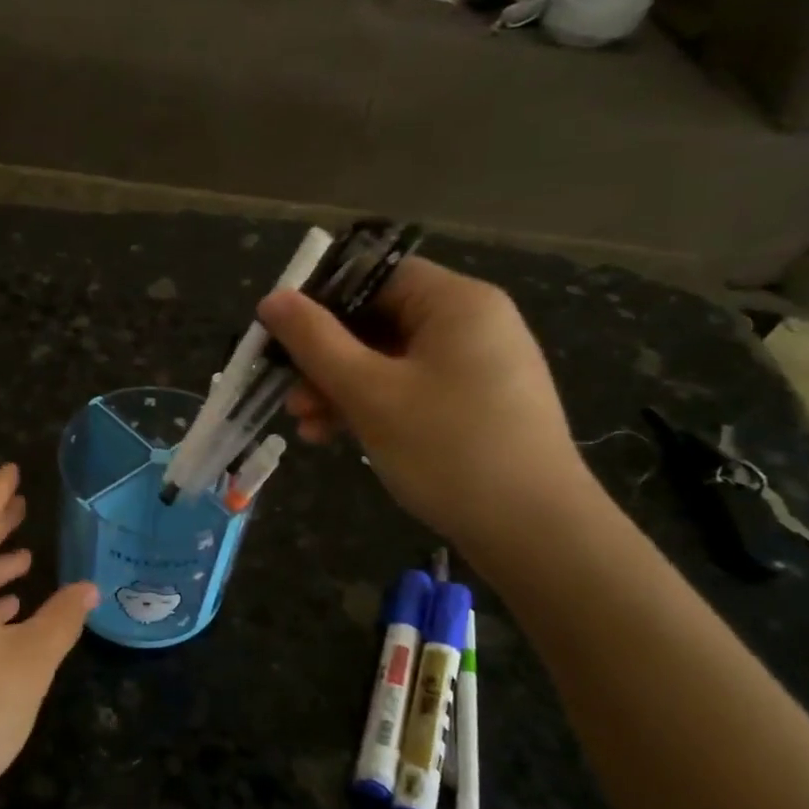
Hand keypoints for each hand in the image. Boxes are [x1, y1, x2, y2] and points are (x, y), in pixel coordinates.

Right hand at [257, 256, 594, 553]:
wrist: (534, 532)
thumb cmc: (448, 448)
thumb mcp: (369, 393)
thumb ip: (315, 341)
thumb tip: (273, 298)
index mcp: (456, 303)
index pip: (375, 276)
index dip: (321, 299)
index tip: (279, 335)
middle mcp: (471, 324)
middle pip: (378, 321)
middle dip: (325, 358)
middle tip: (288, 393)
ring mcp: (476, 368)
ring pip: (388, 361)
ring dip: (340, 388)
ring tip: (305, 425)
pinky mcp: (474, 406)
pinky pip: (409, 390)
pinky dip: (371, 407)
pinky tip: (336, 437)